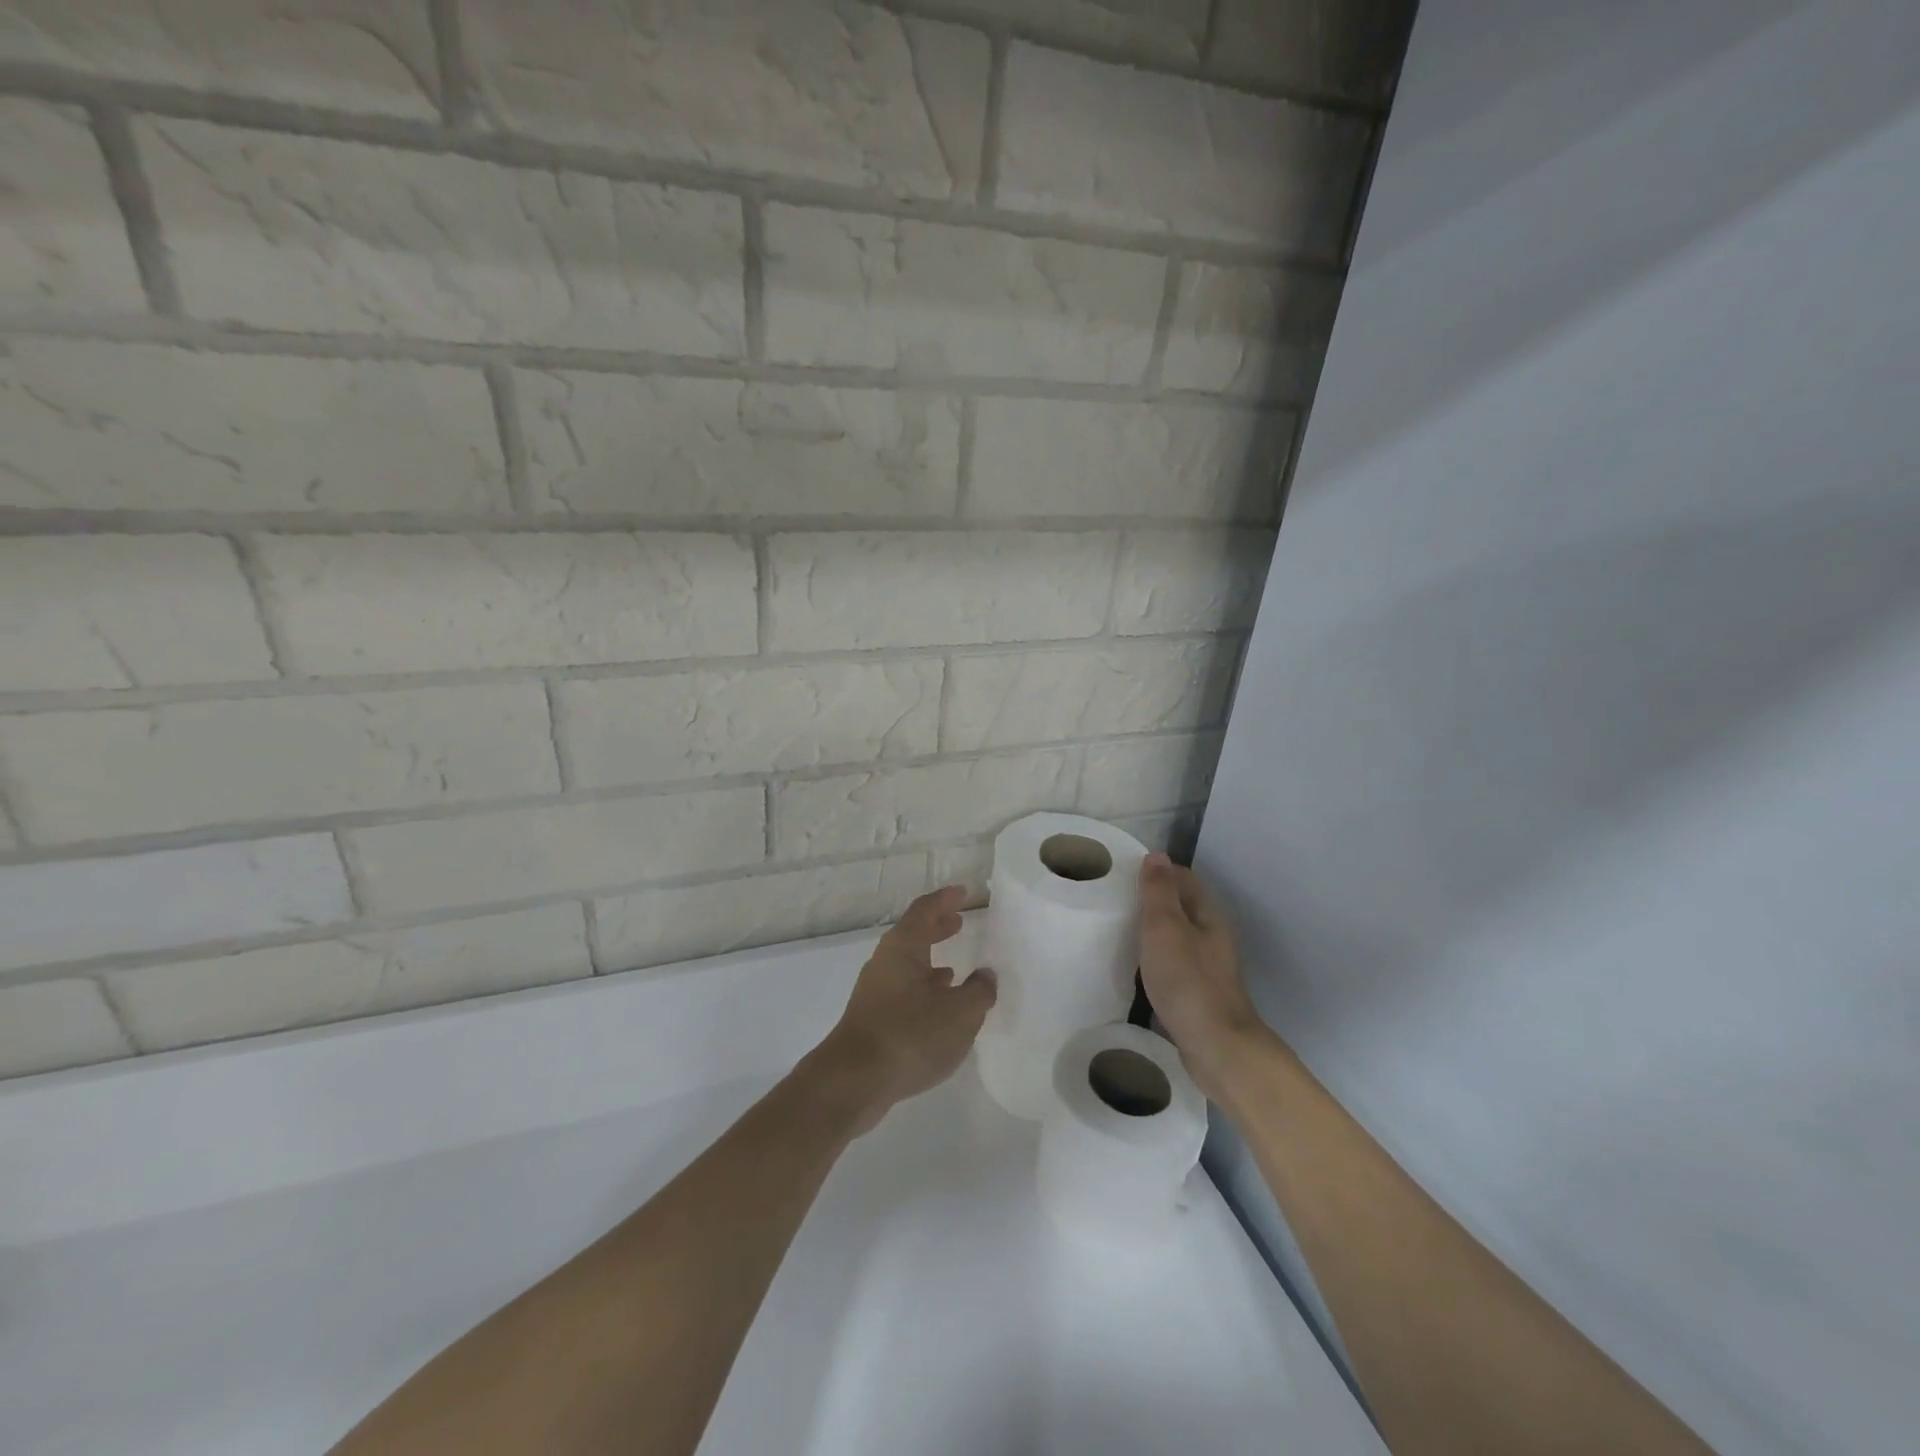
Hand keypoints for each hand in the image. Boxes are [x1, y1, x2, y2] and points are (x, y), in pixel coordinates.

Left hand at [809, 885, 995, 1131]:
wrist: (854, 1081)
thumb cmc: (910, 1034)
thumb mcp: (960, 1013)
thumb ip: (979, 991)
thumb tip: (985, 976)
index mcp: (903, 947)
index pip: (925, 910)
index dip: (945, 899)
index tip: (963, 892)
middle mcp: (885, 962)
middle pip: (913, 935)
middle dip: (937, 927)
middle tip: (959, 921)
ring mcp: (875, 991)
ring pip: (908, 965)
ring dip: (931, 961)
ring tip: (956, 968)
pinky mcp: (873, 1018)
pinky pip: (904, 990)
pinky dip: (924, 989)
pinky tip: (938, 1007)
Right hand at [1137, 853, 1271, 1103]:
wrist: (1217, 1048)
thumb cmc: (1188, 981)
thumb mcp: (1166, 928)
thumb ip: (1159, 892)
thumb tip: (1157, 855)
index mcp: (1208, 916)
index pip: (1183, 879)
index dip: (1157, 871)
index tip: (1123, 872)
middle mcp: (1212, 938)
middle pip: (1181, 907)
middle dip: (1152, 900)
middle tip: (1113, 899)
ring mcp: (1207, 968)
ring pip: (1176, 937)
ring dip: (1151, 931)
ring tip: (1117, 930)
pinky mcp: (1197, 994)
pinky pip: (1172, 964)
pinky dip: (1154, 959)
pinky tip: (1134, 968)